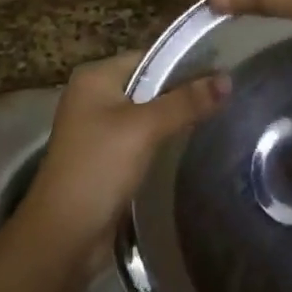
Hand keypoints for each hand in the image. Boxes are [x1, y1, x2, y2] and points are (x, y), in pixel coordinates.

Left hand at [23, 53, 228, 257]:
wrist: (63, 235)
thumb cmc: (99, 168)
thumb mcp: (144, 128)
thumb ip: (185, 102)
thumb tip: (227, 79)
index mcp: (95, 77)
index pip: (149, 57)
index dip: (185, 62)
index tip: (223, 71)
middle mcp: (92, 96)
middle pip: (148, 84)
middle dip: (183, 91)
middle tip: (227, 97)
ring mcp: (96, 128)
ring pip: (146, 113)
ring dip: (174, 117)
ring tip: (217, 118)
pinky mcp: (104, 157)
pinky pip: (140, 138)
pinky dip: (162, 140)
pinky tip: (190, 146)